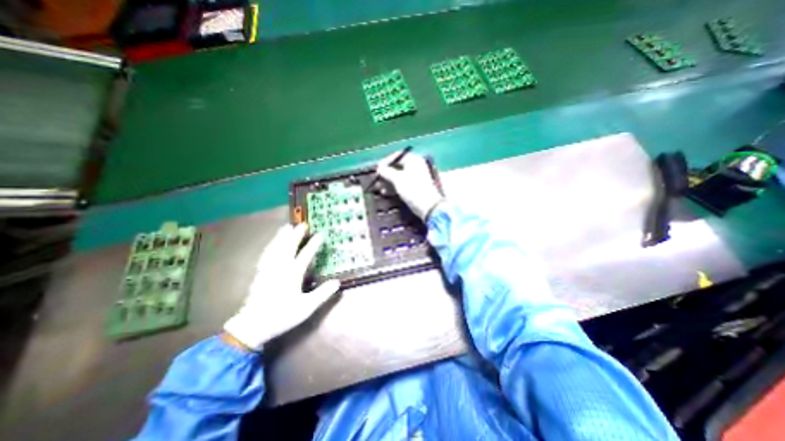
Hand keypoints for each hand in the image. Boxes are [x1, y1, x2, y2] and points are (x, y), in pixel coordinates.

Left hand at [224, 225, 339, 350]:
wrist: (252, 326)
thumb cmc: (282, 316)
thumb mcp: (307, 307)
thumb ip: (322, 293)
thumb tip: (337, 282)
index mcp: (292, 275)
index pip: (305, 255)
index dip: (313, 245)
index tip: (320, 234)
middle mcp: (280, 268)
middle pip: (288, 247)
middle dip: (296, 235)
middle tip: (302, 224)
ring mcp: (268, 270)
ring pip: (275, 248)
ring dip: (281, 237)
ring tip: (286, 227)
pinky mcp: (260, 274)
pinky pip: (266, 255)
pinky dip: (270, 246)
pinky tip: (271, 244)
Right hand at [378, 151, 443, 219]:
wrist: (429, 207)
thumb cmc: (413, 189)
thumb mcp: (397, 179)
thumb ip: (387, 172)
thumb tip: (379, 168)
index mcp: (414, 160)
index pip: (397, 156)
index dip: (386, 161)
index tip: (377, 169)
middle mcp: (416, 166)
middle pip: (397, 167)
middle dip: (386, 174)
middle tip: (377, 180)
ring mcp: (417, 177)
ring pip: (399, 176)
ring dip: (388, 182)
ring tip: (379, 188)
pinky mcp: (416, 188)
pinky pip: (403, 184)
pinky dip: (394, 187)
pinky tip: (386, 193)